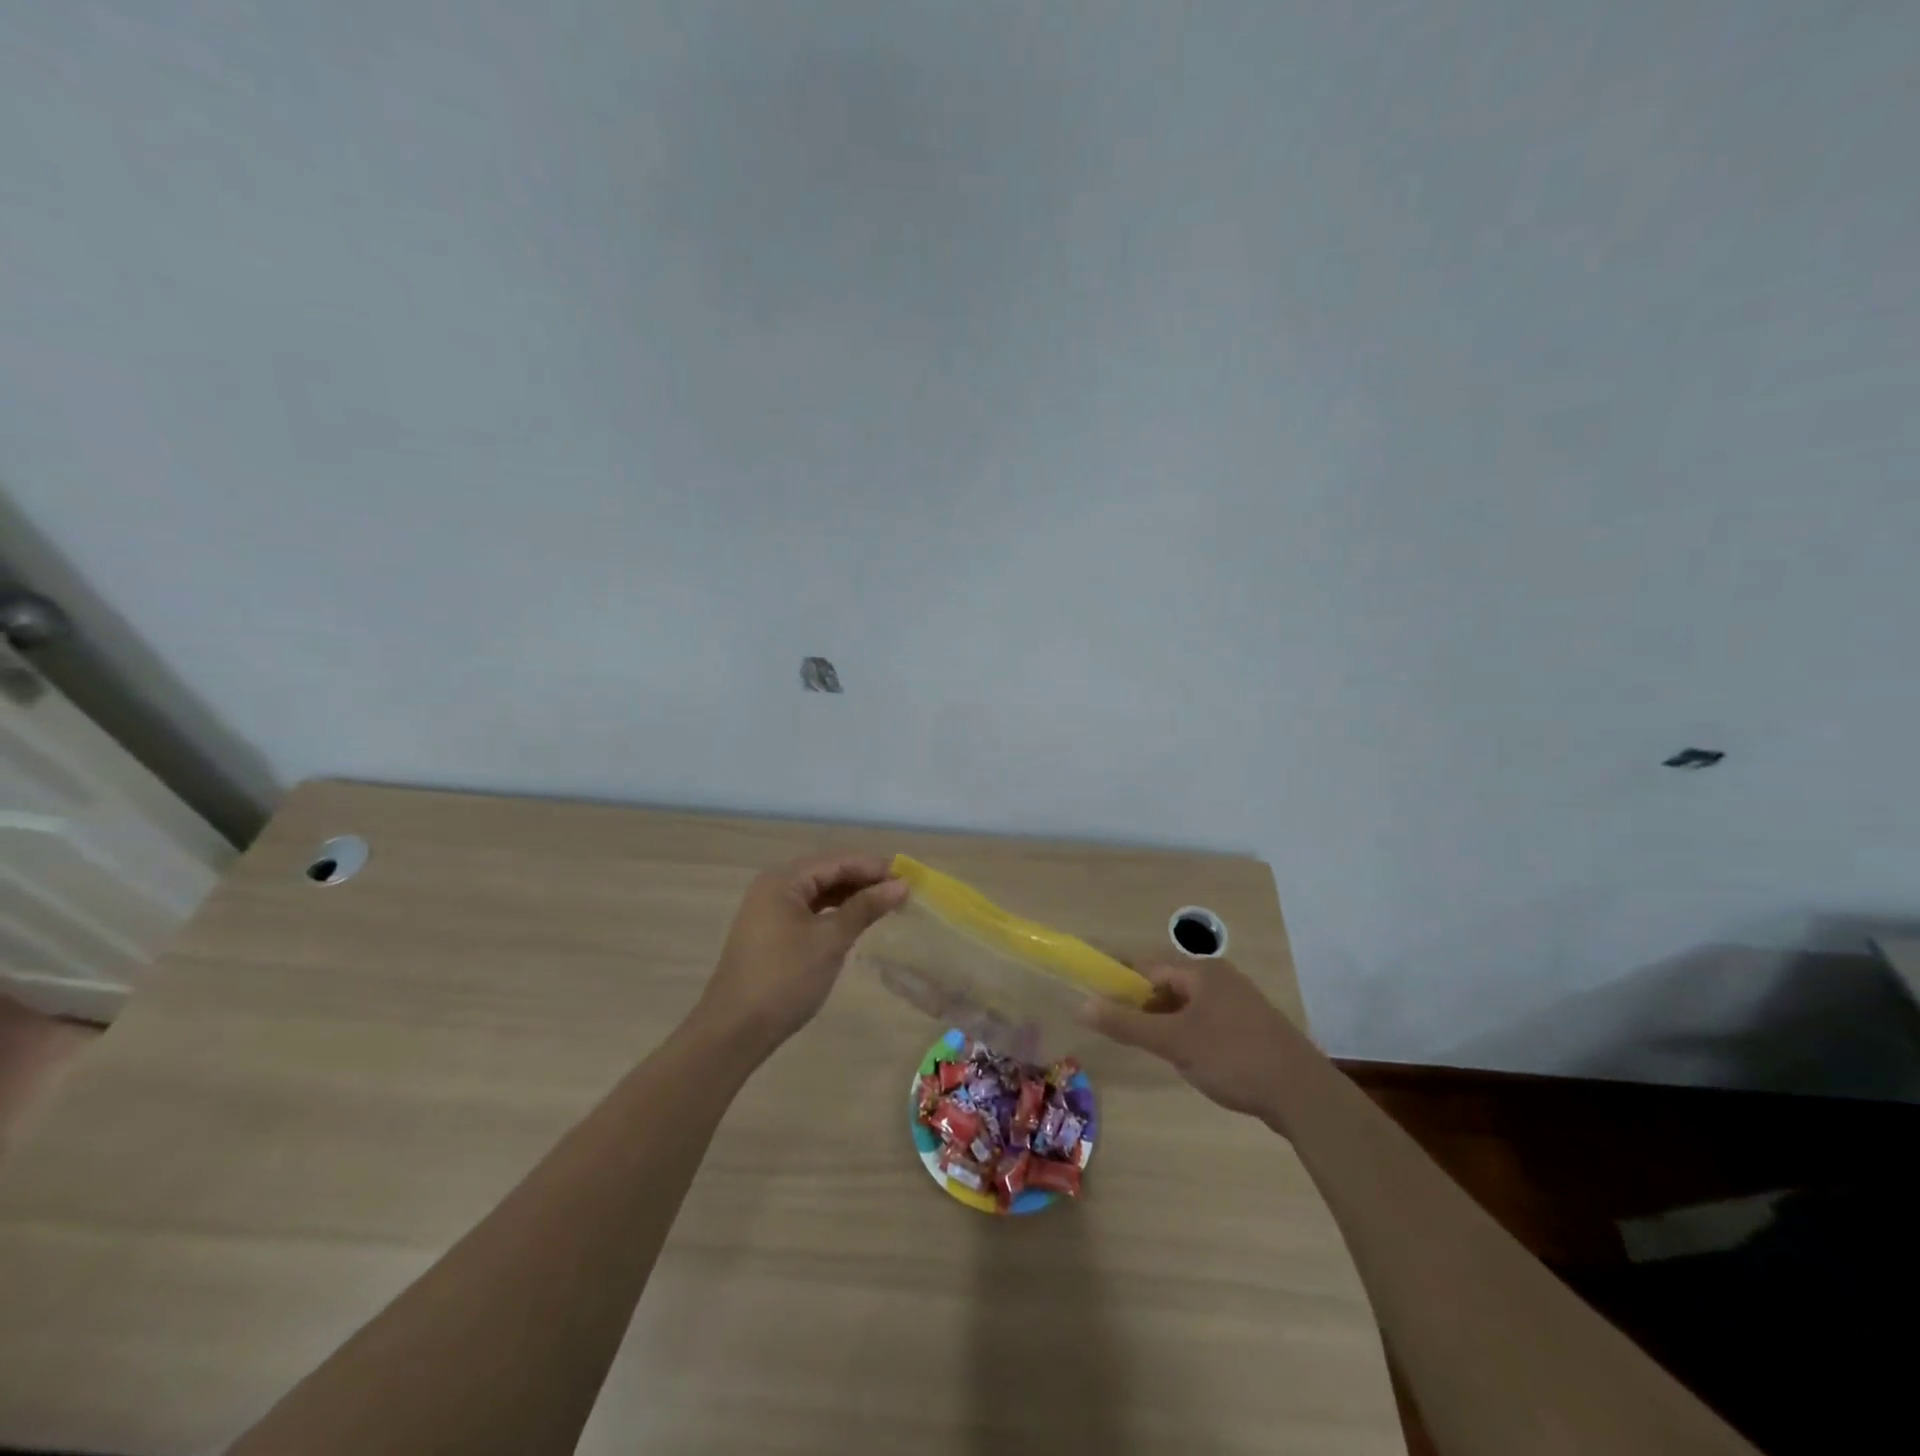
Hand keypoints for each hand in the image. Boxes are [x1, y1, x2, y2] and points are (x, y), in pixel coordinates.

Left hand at [693, 853, 906, 1056]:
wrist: (734, 1031)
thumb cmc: (784, 979)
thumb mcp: (830, 941)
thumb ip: (865, 908)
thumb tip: (900, 886)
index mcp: (783, 881)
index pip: (837, 861)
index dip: (874, 868)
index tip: (909, 878)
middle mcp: (774, 887)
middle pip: (827, 873)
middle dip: (864, 880)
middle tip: (902, 892)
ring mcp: (770, 911)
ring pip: (819, 892)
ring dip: (851, 896)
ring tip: (886, 905)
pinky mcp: (772, 933)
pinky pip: (810, 911)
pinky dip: (835, 913)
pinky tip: (856, 921)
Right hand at [1081, 958, 1310, 1119]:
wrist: (1303, 1094)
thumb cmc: (1232, 1058)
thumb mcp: (1173, 1042)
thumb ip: (1127, 1024)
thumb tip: (1082, 1005)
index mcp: (1201, 971)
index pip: (1147, 967)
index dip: (1120, 982)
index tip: (1096, 1000)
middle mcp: (1220, 978)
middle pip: (1167, 985)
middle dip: (1142, 1005)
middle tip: (1122, 1032)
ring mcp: (1239, 1002)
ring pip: (1187, 1006)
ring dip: (1165, 1022)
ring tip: (1152, 1049)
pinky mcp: (1251, 1028)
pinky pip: (1207, 1021)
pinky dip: (1189, 1034)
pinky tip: (1187, 1060)